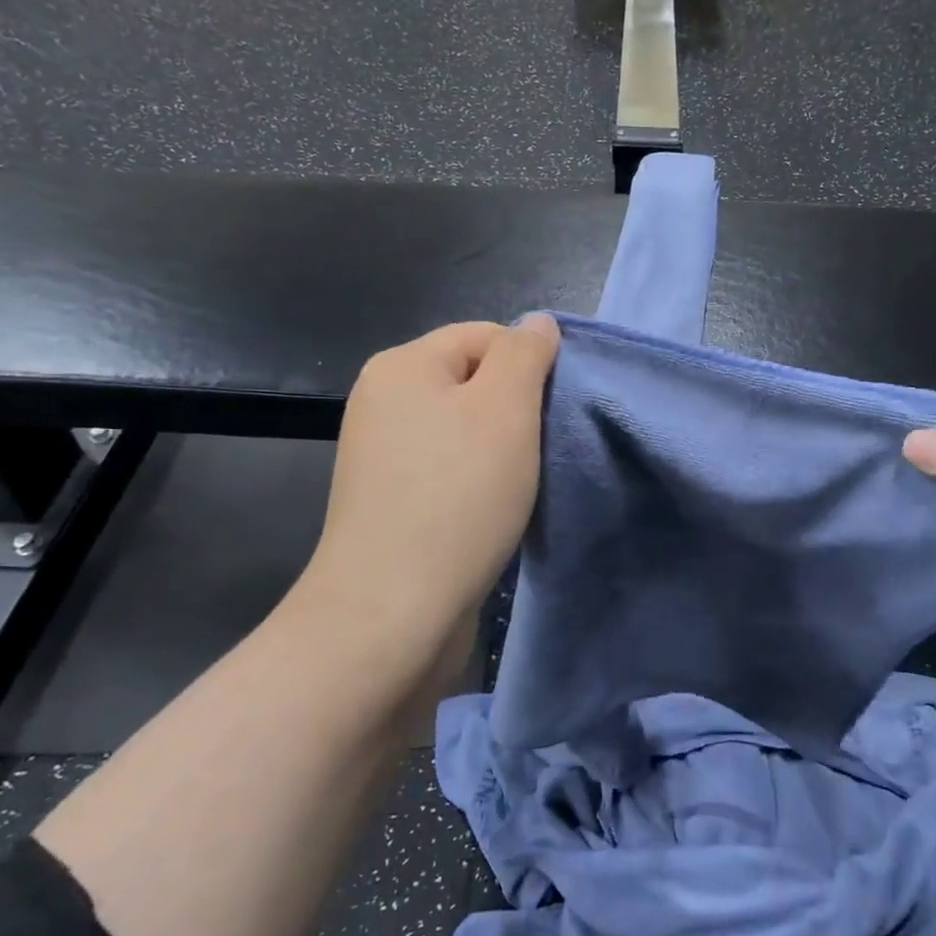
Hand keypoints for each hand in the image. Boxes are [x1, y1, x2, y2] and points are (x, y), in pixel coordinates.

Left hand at [299, 317, 559, 663]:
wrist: (392, 611)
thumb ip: (526, 355)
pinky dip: (478, 484)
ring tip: (524, 484)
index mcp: (402, 366)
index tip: (553, 412)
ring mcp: (382, 456)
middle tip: (543, 448)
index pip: (485, 336)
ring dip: (501, 452)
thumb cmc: (457, 497)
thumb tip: (537, 324)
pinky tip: (495, 511)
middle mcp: (383, 402)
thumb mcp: (506, 409)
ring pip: (464, 431)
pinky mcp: (390, 503)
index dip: (529, 365)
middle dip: (516, 410)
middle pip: (472, 383)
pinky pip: (448, 472)